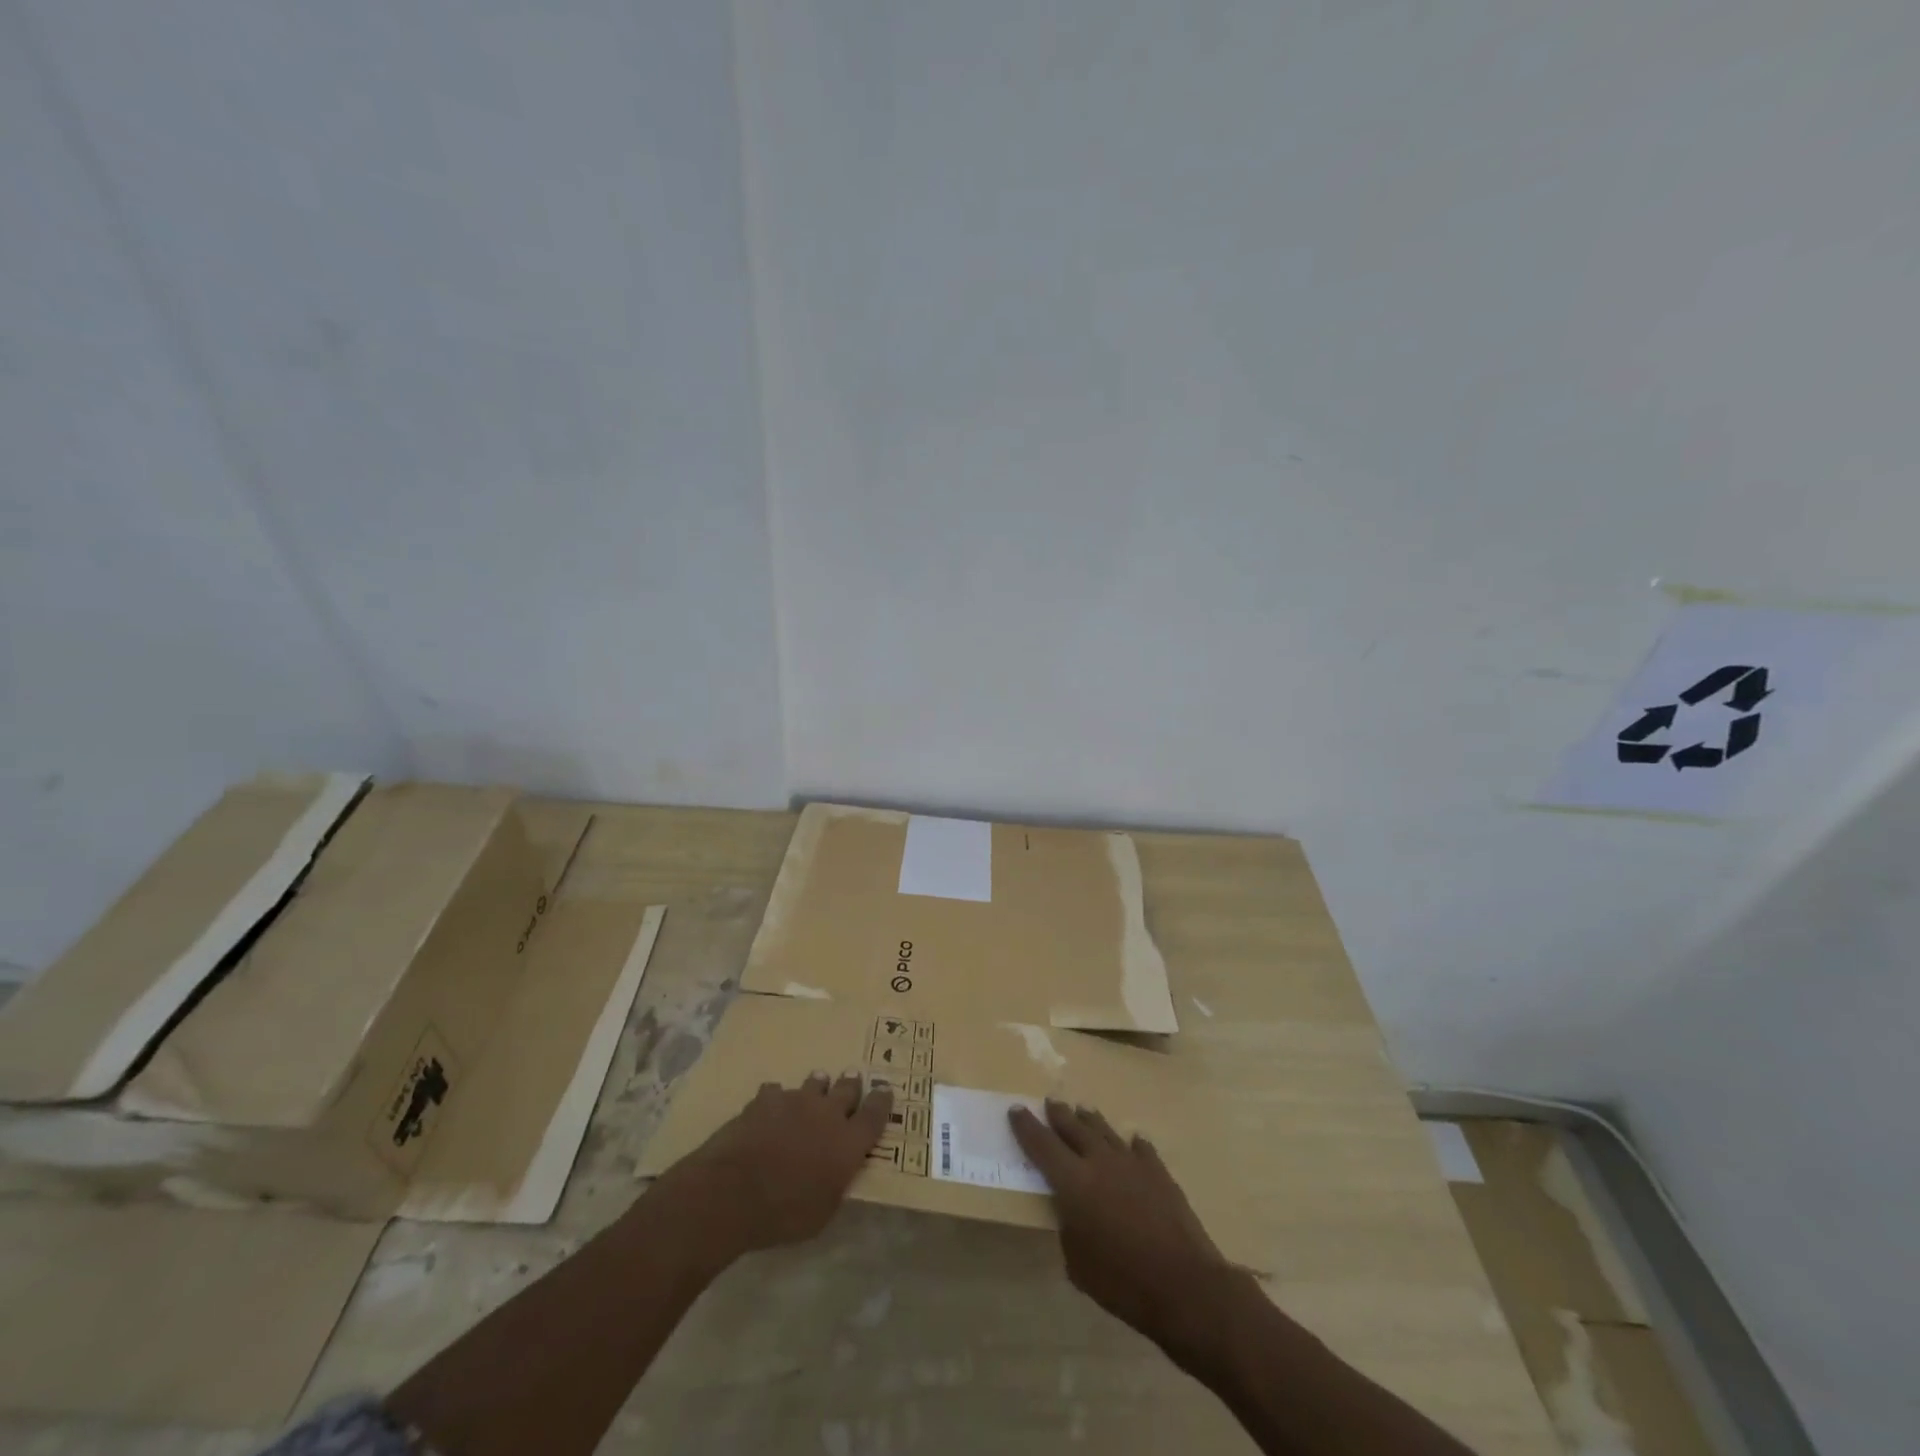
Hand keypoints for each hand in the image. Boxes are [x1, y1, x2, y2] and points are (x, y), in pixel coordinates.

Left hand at [664, 1073, 892, 1260]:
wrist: (733, 1191)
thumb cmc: (784, 1213)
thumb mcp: (823, 1211)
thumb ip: (836, 1182)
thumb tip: (838, 1170)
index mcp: (848, 1142)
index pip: (875, 1114)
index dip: (882, 1100)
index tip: (885, 1090)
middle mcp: (827, 1113)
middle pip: (847, 1089)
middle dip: (851, 1085)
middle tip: (853, 1079)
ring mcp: (795, 1101)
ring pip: (814, 1084)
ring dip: (818, 1086)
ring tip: (819, 1083)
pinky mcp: (765, 1099)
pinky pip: (776, 1092)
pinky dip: (777, 1099)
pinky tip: (771, 1105)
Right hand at [1010, 1099, 1243, 1359]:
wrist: (1184, 1285)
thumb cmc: (1122, 1282)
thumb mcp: (1078, 1263)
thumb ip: (1069, 1228)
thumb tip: (1072, 1213)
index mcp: (1073, 1182)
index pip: (1042, 1145)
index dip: (1026, 1127)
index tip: (1015, 1109)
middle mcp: (1100, 1162)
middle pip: (1074, 1128)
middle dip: (1059, 1115)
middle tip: (1050, 1102)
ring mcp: (1132, 1163)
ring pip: (1105, 1131)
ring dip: (1091, 1120)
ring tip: (1082, 1110)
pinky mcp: (1159, 1172)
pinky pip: (1140, 1149)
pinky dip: (1132, 1144)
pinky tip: (1132, 1141)